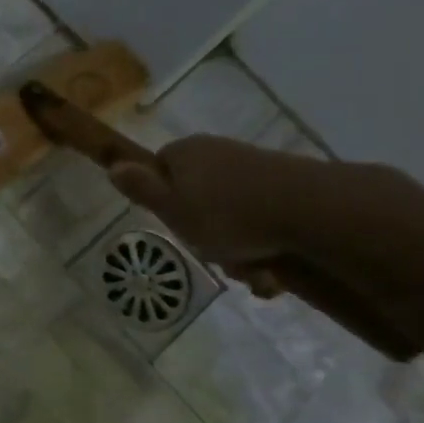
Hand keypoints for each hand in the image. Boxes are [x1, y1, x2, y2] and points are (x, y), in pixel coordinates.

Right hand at [110, 135, 315, 289]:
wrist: (310, 211)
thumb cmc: (227, 215)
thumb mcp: (172, 209)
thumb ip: (142, 189)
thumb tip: (114, 166)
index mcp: (186, 153)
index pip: (159, 168)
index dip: (161, 198)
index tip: (171, 222)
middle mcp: (218, 153)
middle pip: (195, 198)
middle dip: (203, 233)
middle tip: (210, 255)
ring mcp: (254, 168)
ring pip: (230, 216)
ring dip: (235, 250)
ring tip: (249, 269)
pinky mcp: (284, 186)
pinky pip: (260, 221)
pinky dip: (262, 247)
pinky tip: (271, 268)